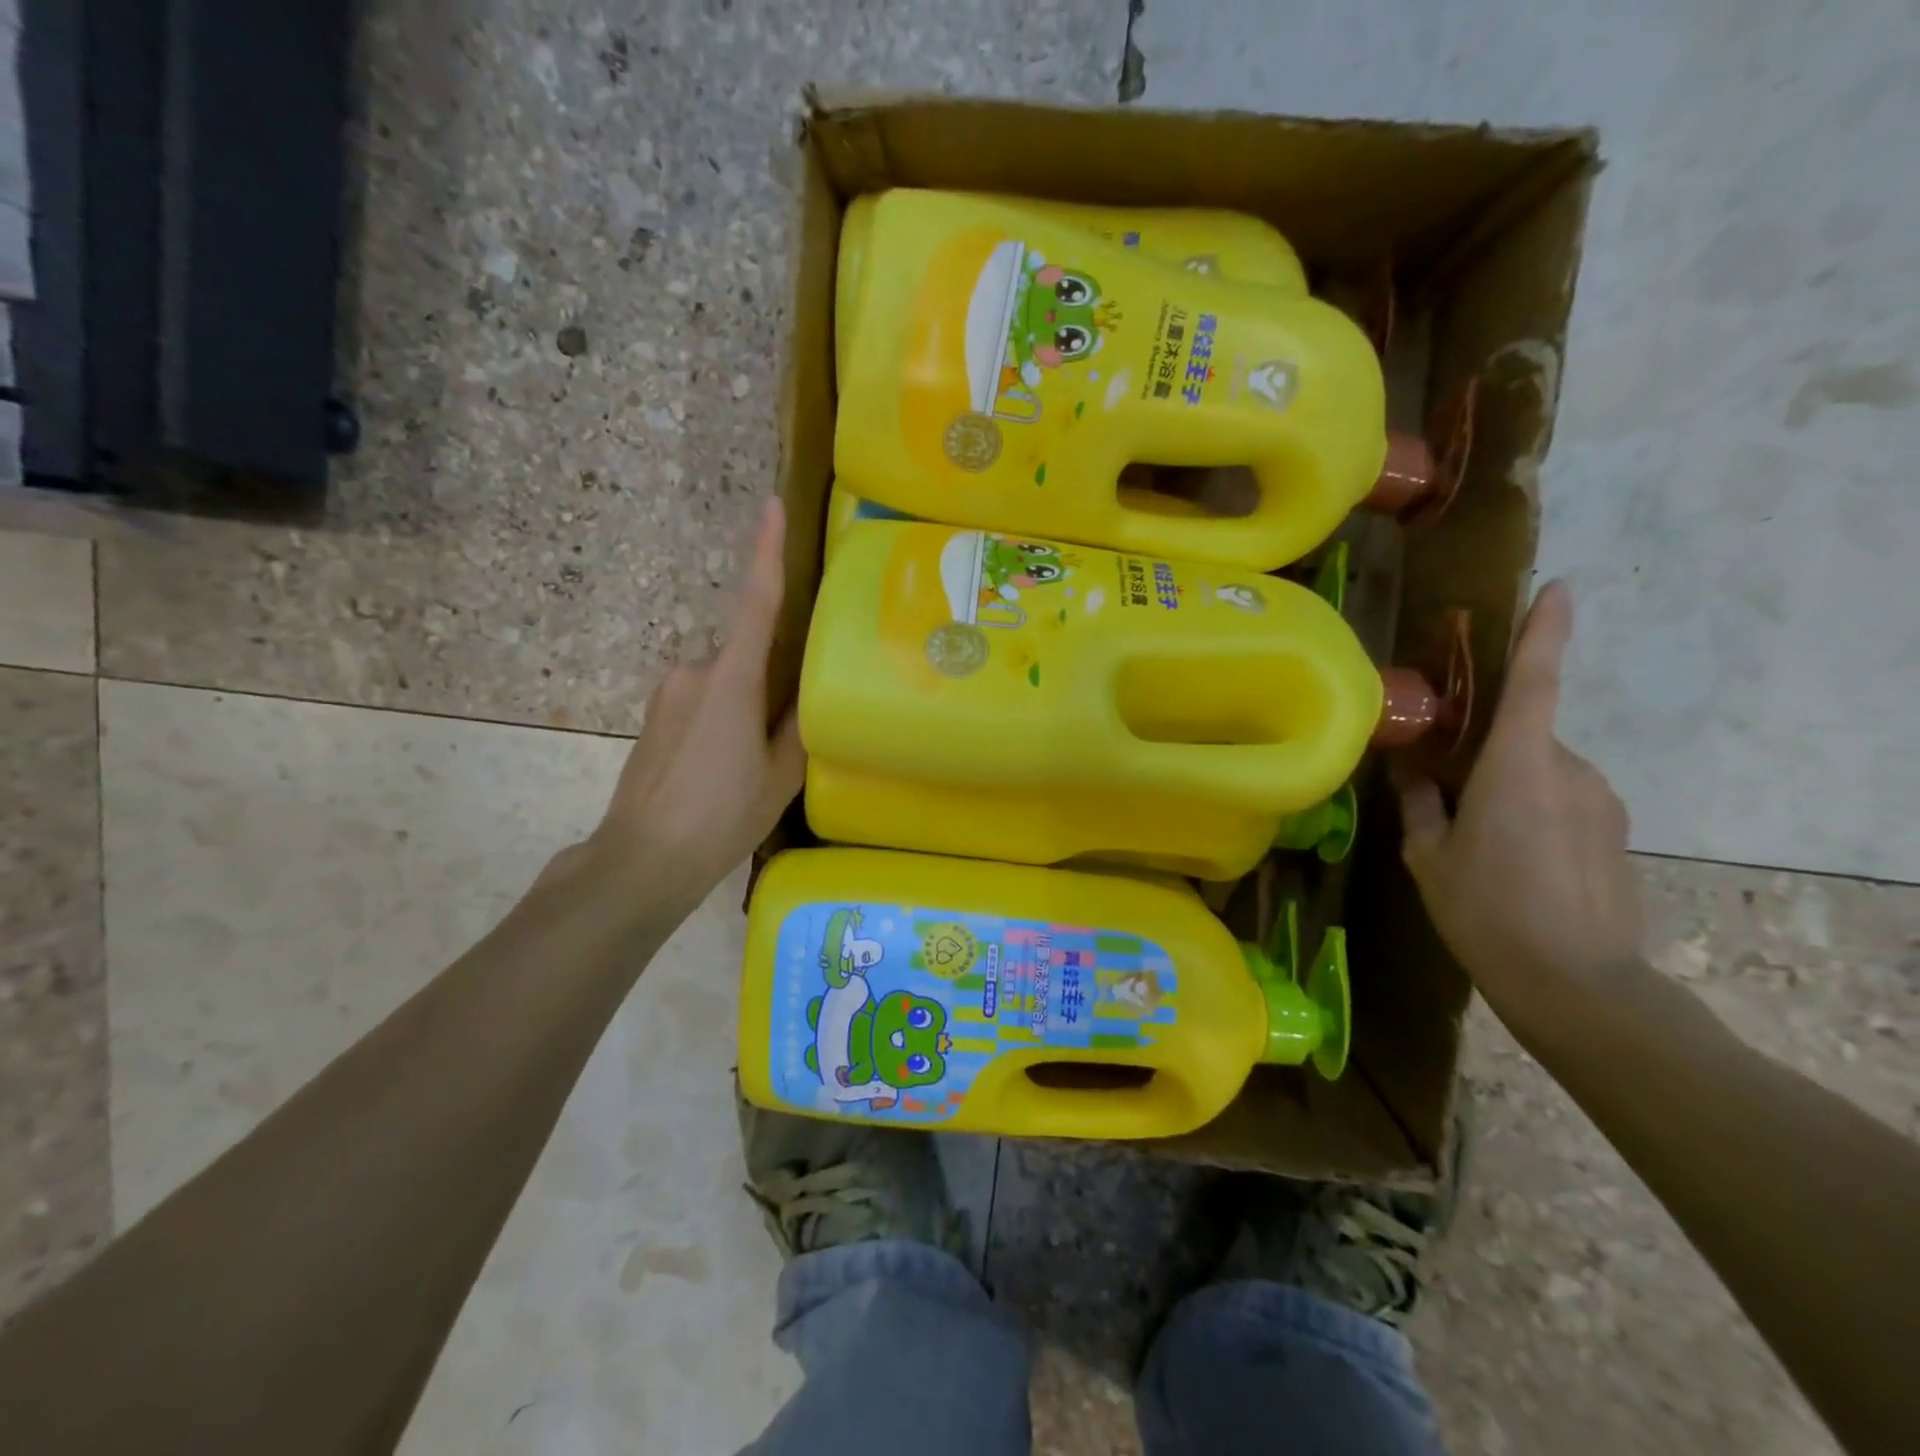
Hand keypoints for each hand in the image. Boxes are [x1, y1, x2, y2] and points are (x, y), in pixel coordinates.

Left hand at [583, 497, 805, 909]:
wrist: (641, 859)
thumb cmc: (720, 816)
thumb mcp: (779, 777)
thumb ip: (798, 726)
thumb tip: (807, 694)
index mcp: (731, 680)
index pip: (755, 603)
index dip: (765, 552)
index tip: (771, 505)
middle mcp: (694, 672)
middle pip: (745, 653)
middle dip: (771, 677)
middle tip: (786, 728)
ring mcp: (668, 693)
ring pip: (724, 680)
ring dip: (746, 704)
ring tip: (755, 761)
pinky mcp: (655, 715)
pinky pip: (703, 699)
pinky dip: (725, 716)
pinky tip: (728, 766)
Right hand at [1393, 582, 1643, 1040]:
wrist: (1577, 985)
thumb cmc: (1486, 912)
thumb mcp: (1429, 857)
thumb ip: (1420, 803)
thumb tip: (1409, 767)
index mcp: (1517, 768)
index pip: (1534, 683)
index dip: (1544, 631)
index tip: (1556, 587)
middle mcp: (1568, 771)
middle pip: (1524, 737)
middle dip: (1487, 752)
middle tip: (1448, 790)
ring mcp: (1600, 801)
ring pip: (1542, 772)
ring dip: (1508, 787)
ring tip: (1479, 843)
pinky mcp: (1614, 830)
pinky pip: (1564, 800)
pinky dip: (1534, 812)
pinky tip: (1514, 862)